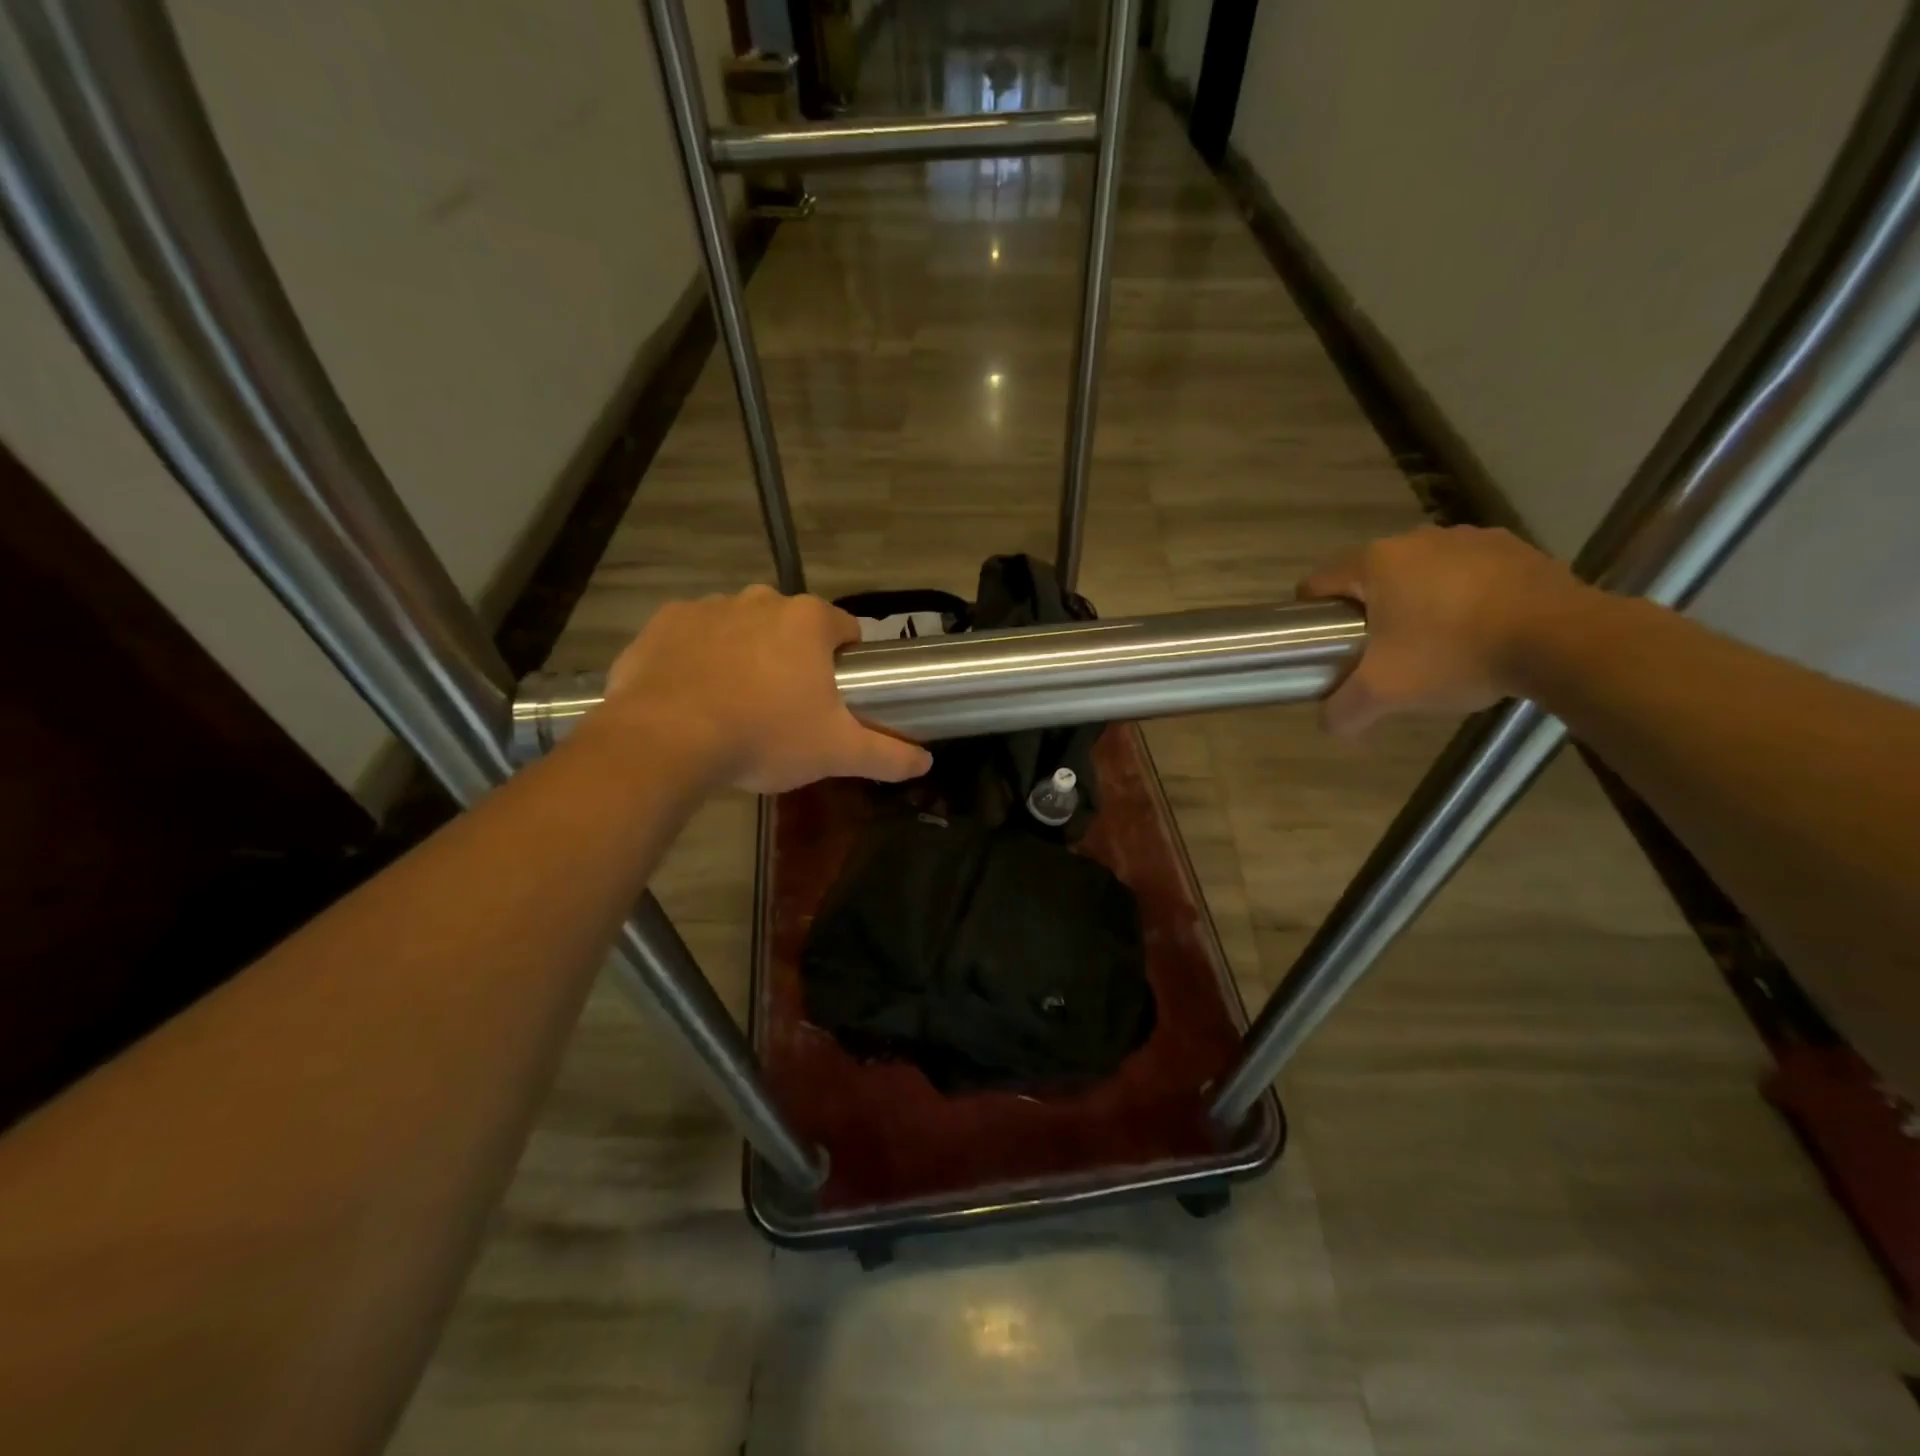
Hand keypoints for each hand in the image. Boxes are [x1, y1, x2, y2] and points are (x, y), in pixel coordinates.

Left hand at [596, 586, 931, 793]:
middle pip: (792, 627)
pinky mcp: (664, 622)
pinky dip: (698, 658)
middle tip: (785, 708)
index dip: (846, 662)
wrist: (666, 740)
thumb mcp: (836, 752)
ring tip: (736, 706)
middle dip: (793, 659)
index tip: (834, 696)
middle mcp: (761, 599)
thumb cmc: (765, 736)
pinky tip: (693, 697)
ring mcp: (708, 606)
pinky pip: (693, 636)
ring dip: (746, 655)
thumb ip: (887, 755)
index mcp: (808, 621)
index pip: (846, 629)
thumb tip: (926, 762)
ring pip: (742, 628)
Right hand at [1298, 525, 1591, 735]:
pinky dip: (1462, 598)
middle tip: (1379, 654)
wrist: (1563, 641)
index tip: (1325, 647)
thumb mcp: (1384, 693)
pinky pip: (1468, 574)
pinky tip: (1478, 632)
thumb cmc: (1454, 655)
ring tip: (1433, 646)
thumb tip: (1329, 726)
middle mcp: (1417, 539)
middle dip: (1368, 613)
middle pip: (1370, 580)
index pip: (1317, 583)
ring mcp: (1470, 539)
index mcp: (1376, 562)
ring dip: (1416, 603)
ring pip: (1420, 574)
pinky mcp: (1514, 549)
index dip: (1311, 618)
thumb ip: (1343, 711)